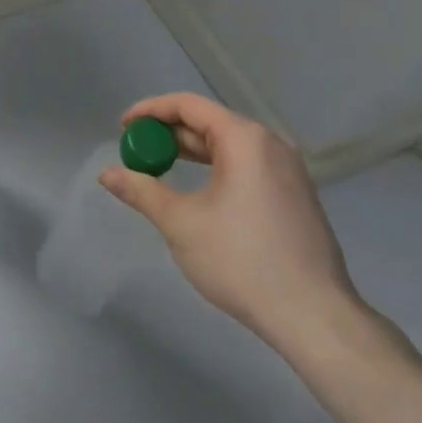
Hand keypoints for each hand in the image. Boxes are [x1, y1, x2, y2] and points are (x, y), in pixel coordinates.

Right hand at [100, 92, 365, 360]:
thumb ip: (142, 191)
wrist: (314, 317)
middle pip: (210, 122)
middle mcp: (270, 143)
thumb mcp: (181, 223)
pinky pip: (247, 164)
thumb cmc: (242, 261)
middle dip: (168, 133)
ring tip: (160, 167)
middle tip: (136, 151)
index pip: (188, 105)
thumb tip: (106, 174)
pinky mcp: (296, 194)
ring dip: (192, 151)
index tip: (122, 128)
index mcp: (244, 139)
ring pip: (229, 145)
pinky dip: (217, 167)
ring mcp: (289, 169)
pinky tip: (199, 190)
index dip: (149, 111)